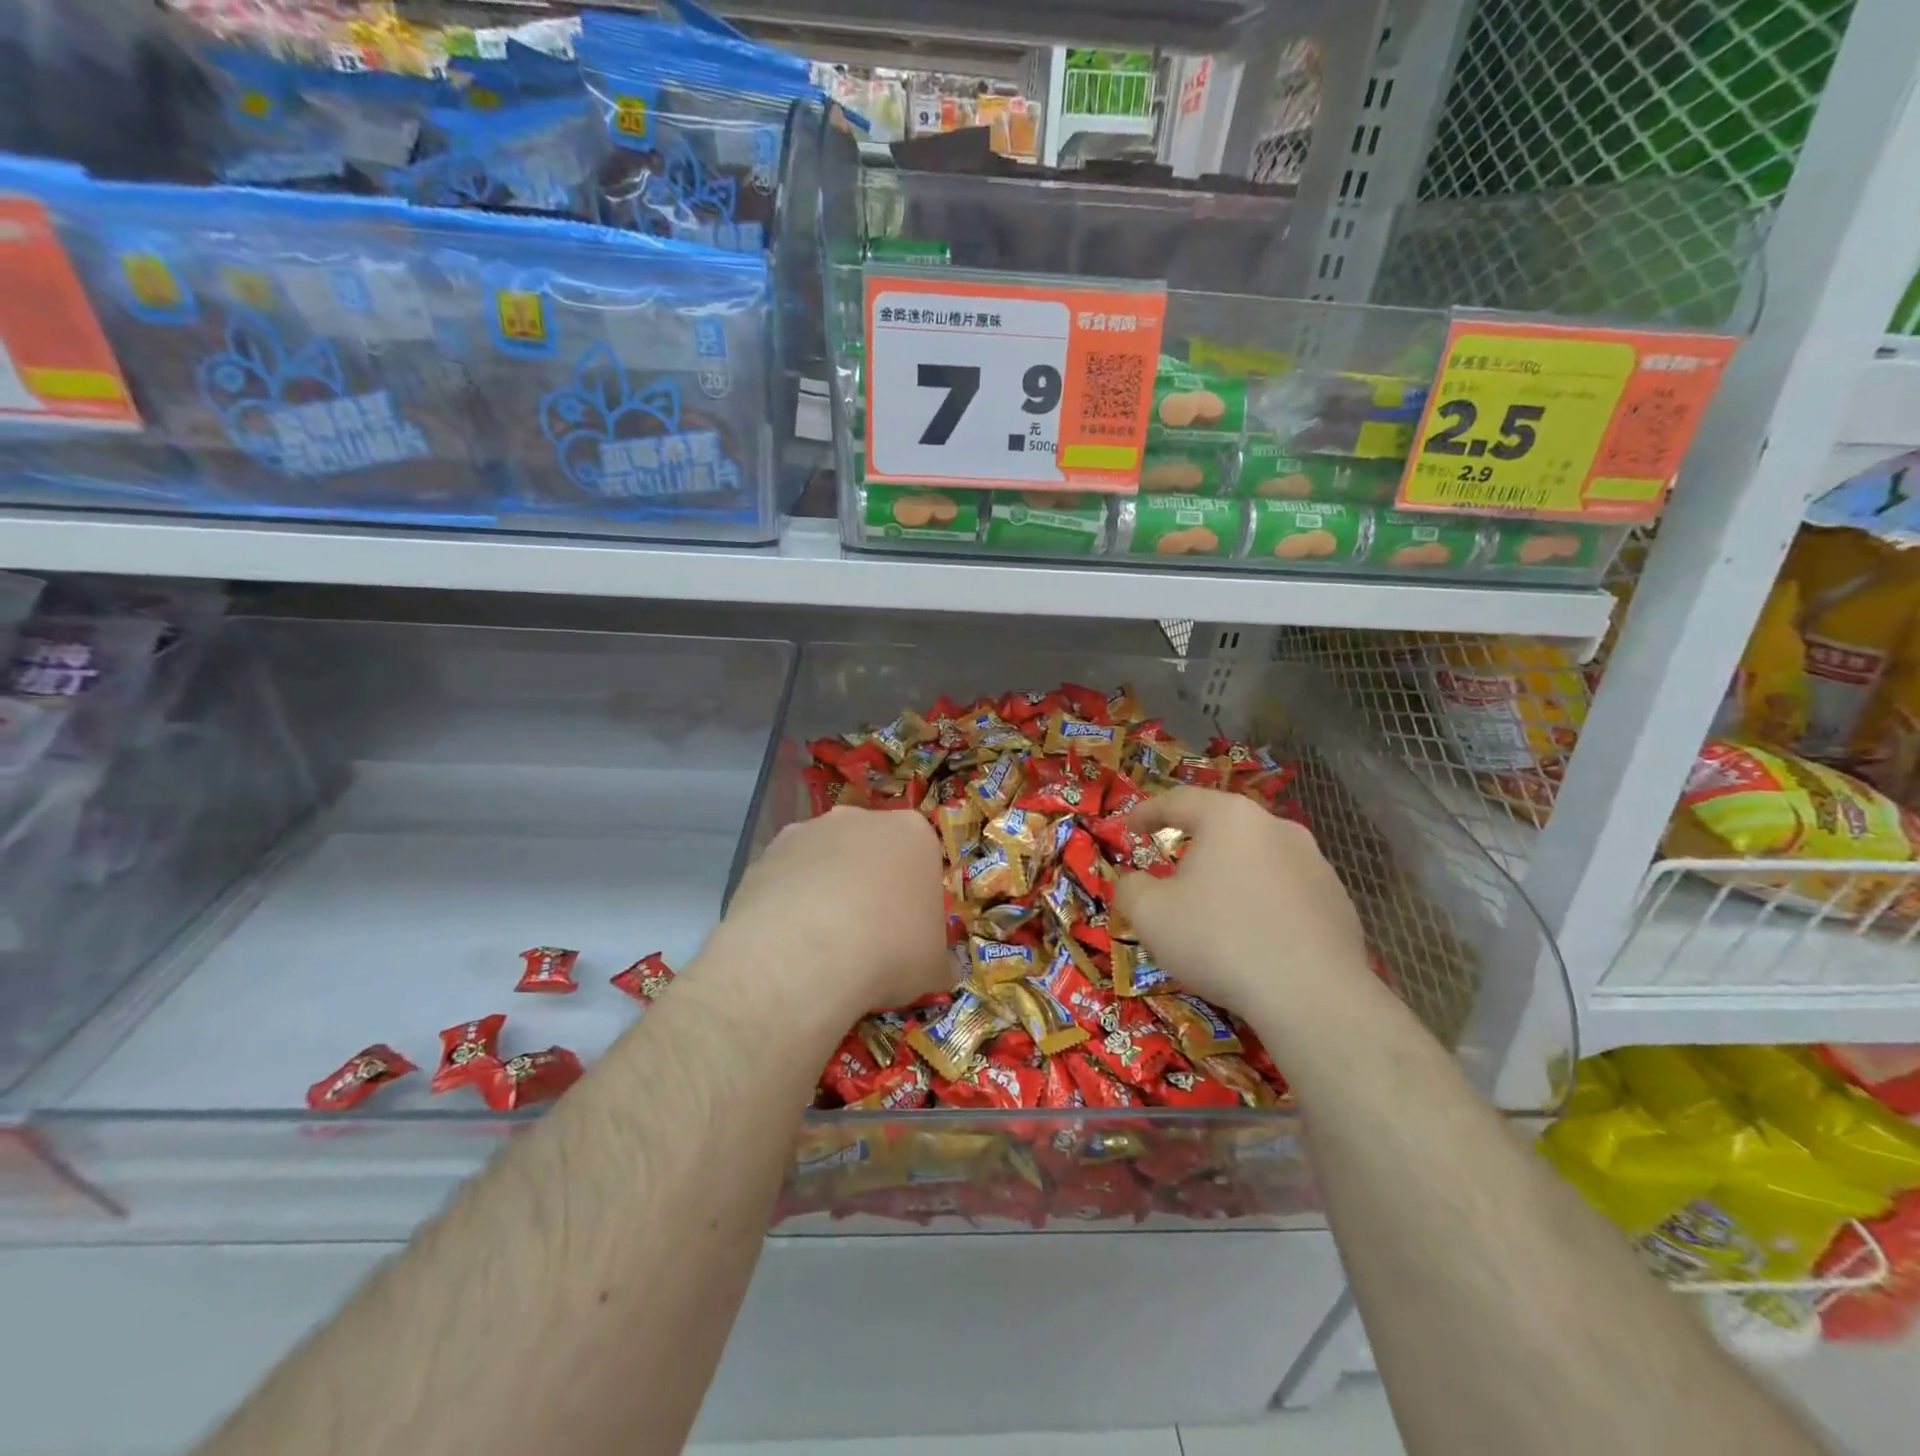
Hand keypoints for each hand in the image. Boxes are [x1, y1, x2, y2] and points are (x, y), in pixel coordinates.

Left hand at [716, 807, 949, 1018]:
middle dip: (869, 882)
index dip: (915, 893)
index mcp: (913, 833)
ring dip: (826, 888)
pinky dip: (789, 900)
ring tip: (822, 941)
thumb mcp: (933, 966)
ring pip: (824, 859)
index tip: (908, 928)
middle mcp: (860, 818)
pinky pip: (786, 876)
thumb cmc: (890, 949)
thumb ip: (940, 960)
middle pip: (871, 848)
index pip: (921, 856)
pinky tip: (790, 940)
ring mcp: (809, 831)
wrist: (807, 953)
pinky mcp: (767, 853)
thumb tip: (946, 970)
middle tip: (867, 933)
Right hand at [1114, 787, 1380, 1046]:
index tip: (1129, 828)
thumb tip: (1134, 883)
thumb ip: (1131, 888)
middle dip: (1194, 845)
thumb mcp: (1150, 915)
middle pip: (1224, 827)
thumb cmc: (1219, 940)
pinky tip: (1254, 938)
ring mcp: (1316, 864)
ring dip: (1233, 875)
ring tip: (1215, 909)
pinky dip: (1264, 905)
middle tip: (1172, 869)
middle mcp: (1277, 828)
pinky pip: (1288, 893)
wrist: (1312, 997)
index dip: (1147, 812)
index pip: (1178, 801)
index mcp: (1230, 818)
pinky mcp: (1339, 903)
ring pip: (1259, 859)